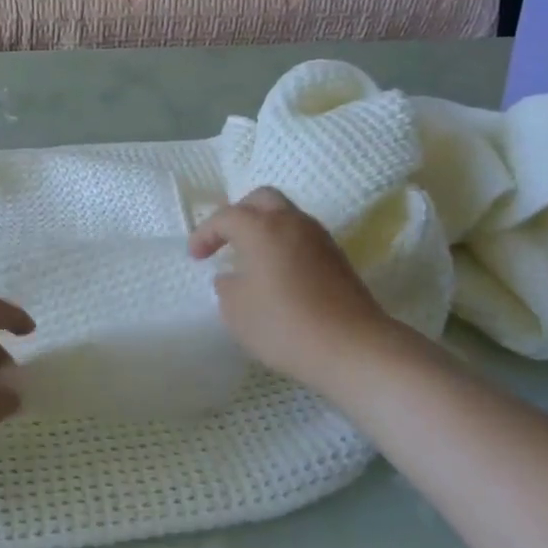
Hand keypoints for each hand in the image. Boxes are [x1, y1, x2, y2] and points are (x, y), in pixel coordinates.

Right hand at [190, 188, 419, 401]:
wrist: (352, 348)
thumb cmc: (284, 325)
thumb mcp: (236, 310)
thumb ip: (227, 287)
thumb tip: (233, 277)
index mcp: (262, 228)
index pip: (226, 217)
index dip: (205, 233)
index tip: (195, 256)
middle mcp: (292, 223)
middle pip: (262, 200)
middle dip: (238, 214)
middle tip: (225, 240)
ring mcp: (320, 239)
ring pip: (286, 217)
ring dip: (264, 229)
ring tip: (249, 258)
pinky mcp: (337, 259)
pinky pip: (301, 238)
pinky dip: (283, 245)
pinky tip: (276, 274)